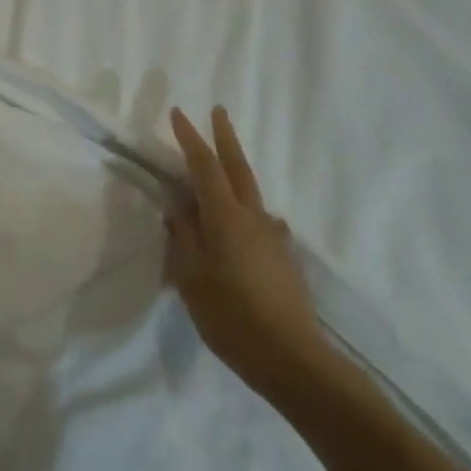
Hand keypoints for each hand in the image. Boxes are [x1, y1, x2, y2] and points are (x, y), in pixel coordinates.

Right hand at [168, 106, 331, 404]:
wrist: (293, 359)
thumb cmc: (232, 317)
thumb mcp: (192, 277)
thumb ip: (184, 238)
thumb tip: (178, 210)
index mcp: (226, 217)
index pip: (204, 166)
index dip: (190, 138)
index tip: (178, 114)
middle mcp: (253, 217)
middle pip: (238, 167)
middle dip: (225, 137)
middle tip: (218, 111)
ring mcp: (273, 236)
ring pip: (251, 193)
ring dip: (235, 173)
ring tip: (219, 174)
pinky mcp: (284, 257)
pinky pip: (260, 221)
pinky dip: (245, 211)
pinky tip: (239, 230)